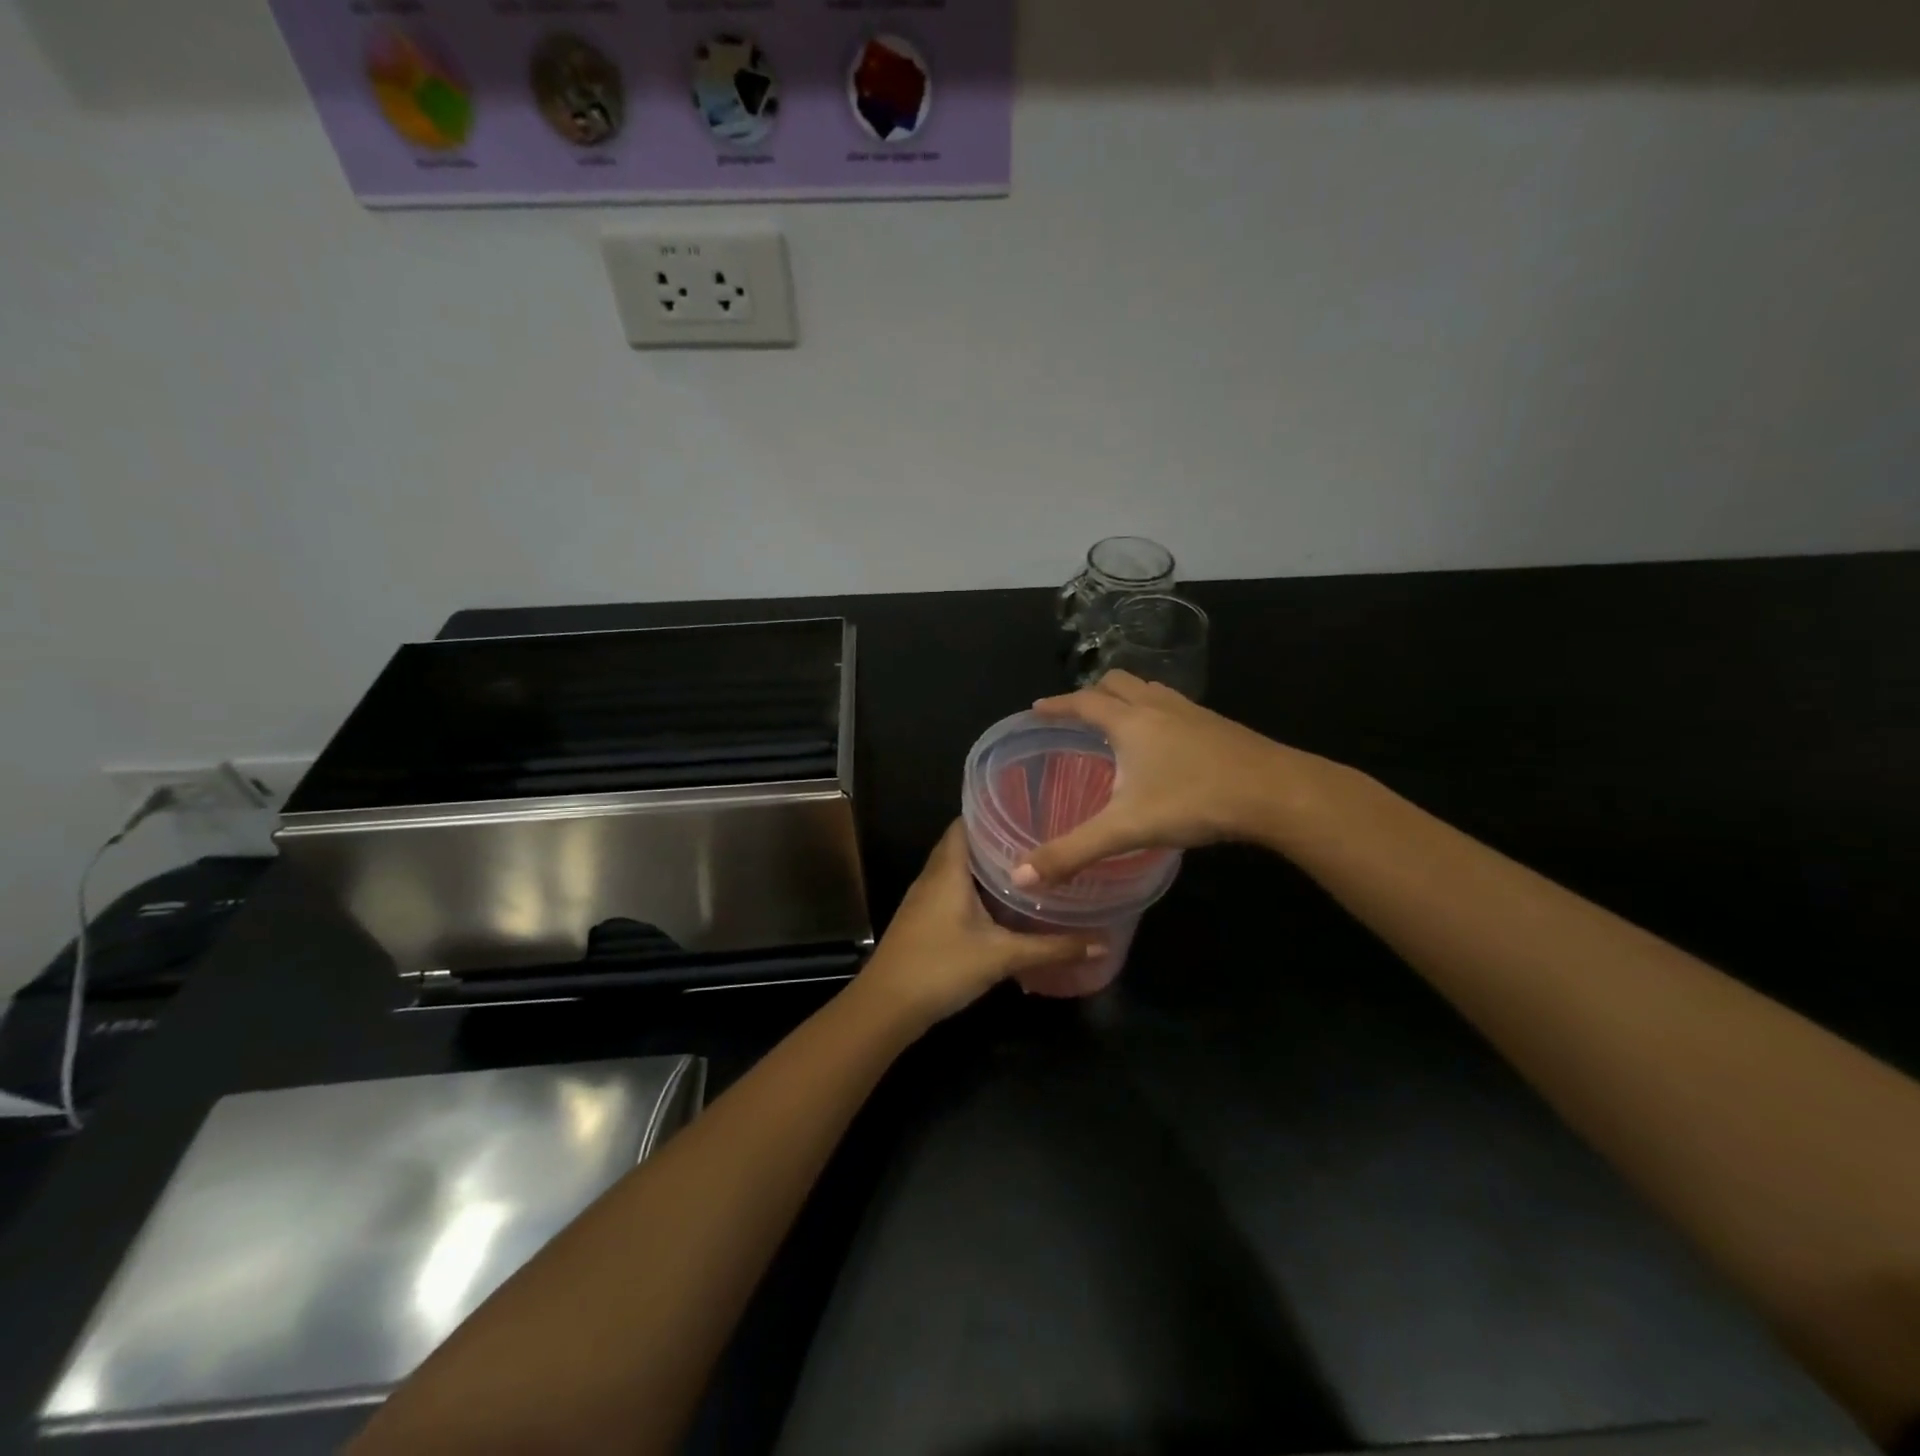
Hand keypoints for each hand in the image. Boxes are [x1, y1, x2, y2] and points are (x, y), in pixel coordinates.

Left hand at [857, 822, 1097, 1025]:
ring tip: (1026, 867)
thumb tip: (1101, 944)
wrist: (886, 1006)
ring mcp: (923, 899)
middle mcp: (933, 876)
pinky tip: (1000, 904)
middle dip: (997, 841)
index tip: (1028, 810)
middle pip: (963, 845)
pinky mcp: (922, 920)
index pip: (966, 823)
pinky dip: (974, 889)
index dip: (993, 813)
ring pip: (957, 870)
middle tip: (1037, 840)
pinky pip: (951, 891)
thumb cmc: (941, 967)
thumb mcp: (1002, 957)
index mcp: (948, 869)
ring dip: (985, 867)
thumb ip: (1051, 949)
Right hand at [1014, 671, 1307, 883]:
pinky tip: (1165, 742)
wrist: (1274, 791)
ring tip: (1117, 722)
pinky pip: (1175, 705)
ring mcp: (1192, 712)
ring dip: (1127, 697)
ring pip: (1149, 690)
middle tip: (1076, 715)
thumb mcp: (1125, 830)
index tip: (1037, 709)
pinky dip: (1156, 712)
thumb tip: (1020, 876)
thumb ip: (1072, 852)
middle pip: (1117, 682)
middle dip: (1092, 693)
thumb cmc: (1193, 800)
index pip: (1082, 702)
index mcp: (1129, 722)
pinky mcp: (1218, 725)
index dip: (1057, 705)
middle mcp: (1157, 707)